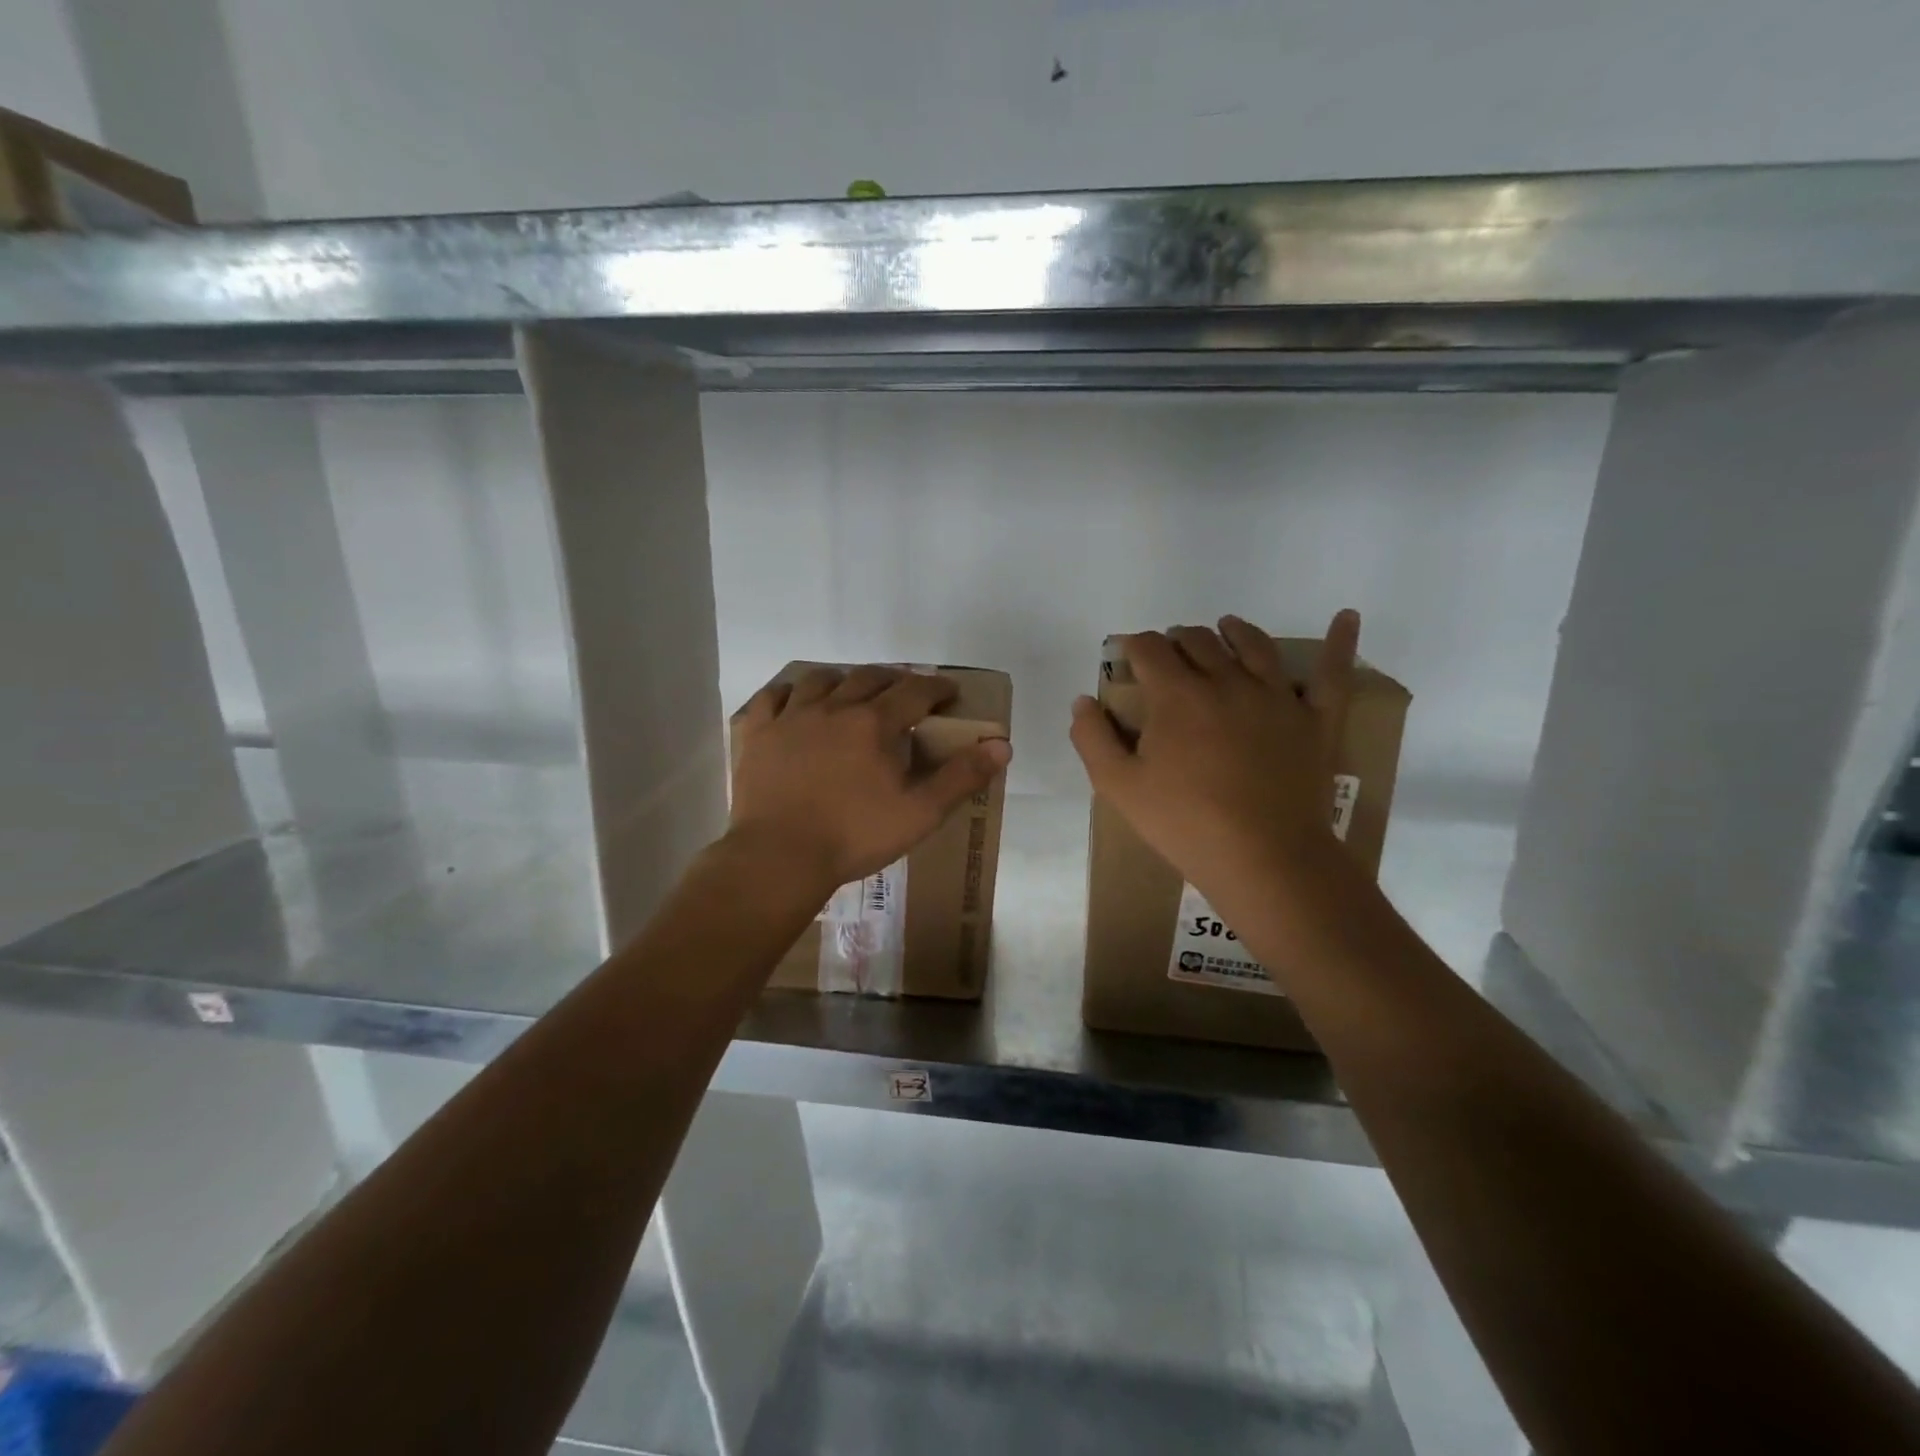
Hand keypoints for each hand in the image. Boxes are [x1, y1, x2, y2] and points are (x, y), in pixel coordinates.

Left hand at [730, 666, 1011, 893]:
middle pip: (869, 677)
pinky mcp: (757, 734)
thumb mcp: (920, 813)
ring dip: (843, 679)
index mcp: (875, 723)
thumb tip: (1002, 745)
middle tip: (906, 691)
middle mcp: (834, 708)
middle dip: (894, 679)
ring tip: (851, 690)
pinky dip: (787, 692)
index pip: (915, 691)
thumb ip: (962, 777)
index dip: (937, 688)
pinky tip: (793, 699)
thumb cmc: (854, 836)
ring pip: (820, 680)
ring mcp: (790, 717)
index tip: (949, 692)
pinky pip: (771, 697)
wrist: (780, 857)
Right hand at [1069, 612, 1360, 897]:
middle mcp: (1226, 680)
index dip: (1133, 646)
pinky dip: (1339, 642)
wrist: (1264, 858)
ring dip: (1233, 631)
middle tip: (1167, 659)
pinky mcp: (1314, 719)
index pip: (1149, 648)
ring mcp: (1275, 696)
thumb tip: (1084, 701)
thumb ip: (1093, 738)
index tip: (1126, 657)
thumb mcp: (1119, 787)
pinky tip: (1346, 616)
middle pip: (1198, 640)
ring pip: (1253, 644)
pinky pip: (1331, 674)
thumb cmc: (1184, 823)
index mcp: (1176, 694)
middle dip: (1176, 641)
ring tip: (1225, 629)